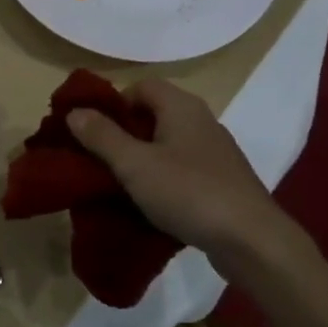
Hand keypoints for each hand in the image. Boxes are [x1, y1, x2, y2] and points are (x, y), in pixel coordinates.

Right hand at [66, 79, 314, 281]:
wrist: (252, 240)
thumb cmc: (188, 192)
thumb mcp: (134, 165)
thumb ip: (102, 136)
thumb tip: (74, 112)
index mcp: (181, 106)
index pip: (141, 86)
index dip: (114, 103)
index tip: (94, 131)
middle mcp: (201, 121)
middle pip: (154, 114)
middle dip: (123, 133)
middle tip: (99, 159)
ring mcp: (215, 152)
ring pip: (168, 144)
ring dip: (142, 159)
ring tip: (120, 184)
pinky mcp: (222, 181)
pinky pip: (183, 169)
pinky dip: (163, 179)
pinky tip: (152, 204)